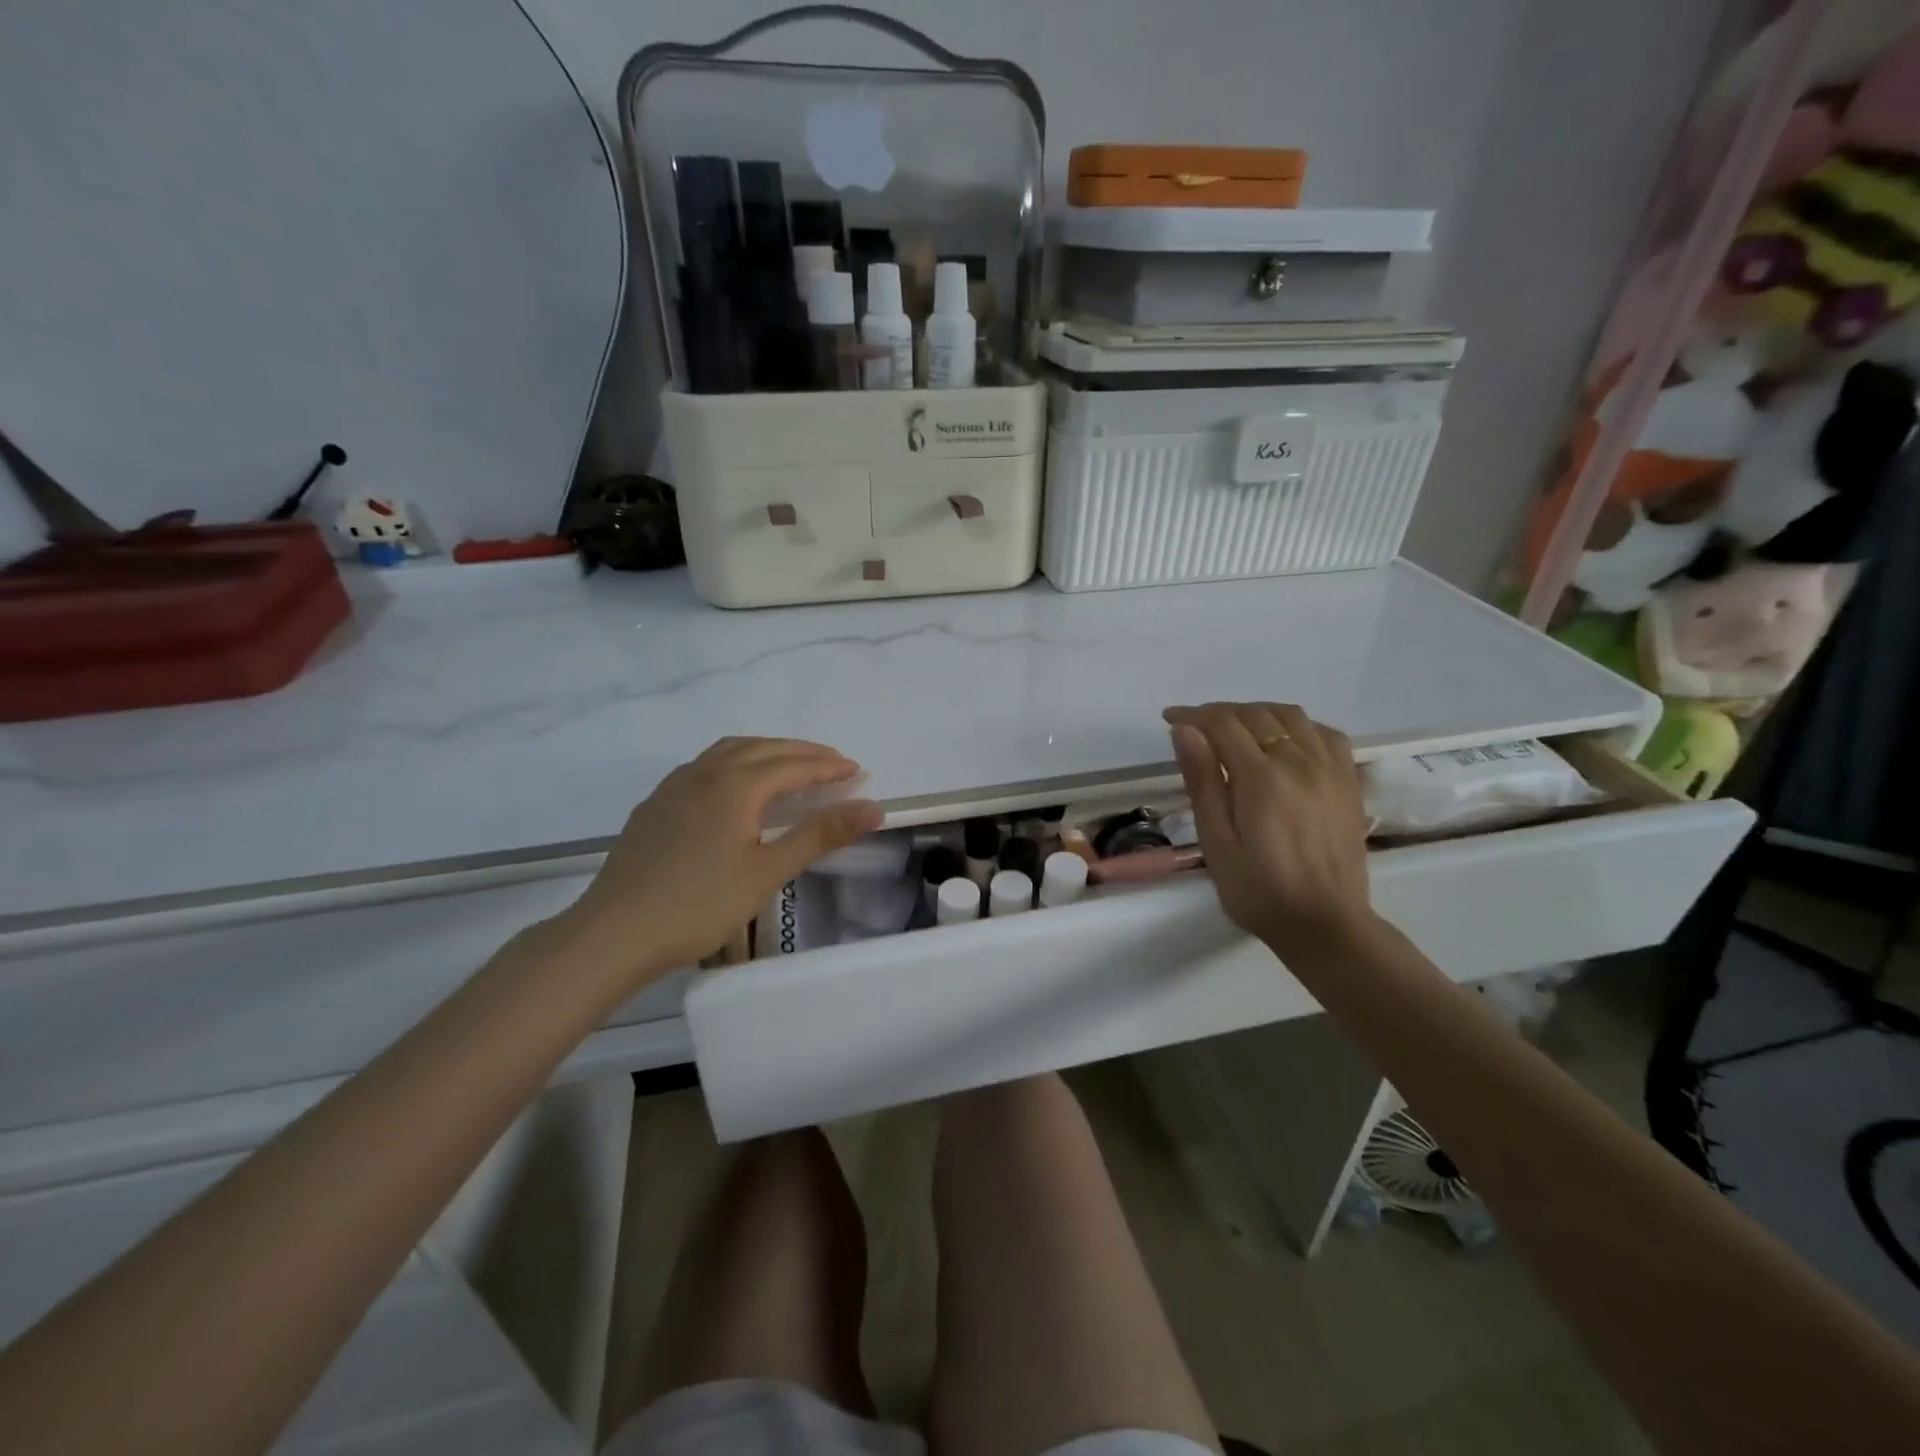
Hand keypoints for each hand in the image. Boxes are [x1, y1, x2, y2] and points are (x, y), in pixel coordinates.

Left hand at [561, 737, 881, 982]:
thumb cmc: (699, 905)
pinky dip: (735, 762)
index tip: (857, 771)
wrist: (613, 934)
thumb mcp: (768, 872)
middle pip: (763, 749)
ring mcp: (674, 786)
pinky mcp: (655, 804)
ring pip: (729, 751)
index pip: (794, 766)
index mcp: (736, 785)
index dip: (828, 768)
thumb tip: (874, 808)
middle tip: (833, 765)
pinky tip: (735, 787)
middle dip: (802, 753)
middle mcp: (705, 773)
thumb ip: (820, 835)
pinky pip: (705, 766)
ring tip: (790, 766)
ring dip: (767, 751)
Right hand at [1163, 702, 1374, 962]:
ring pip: (1292, 715)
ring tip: (1235, 730)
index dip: (1192, 715)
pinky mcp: (1349, 782)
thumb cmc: (1258, 892)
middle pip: (1256, 714)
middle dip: (1220, 713)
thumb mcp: (1217, 843)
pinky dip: (1298, 726)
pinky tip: (1284, 742)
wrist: (1325, 925)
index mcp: (1262, 779)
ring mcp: (1330, 770)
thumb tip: (1186, 731)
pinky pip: (1325, 733)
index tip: (1169, 719)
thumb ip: (1203, 782)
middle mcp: (1300, 762)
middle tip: (1195, 728)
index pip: (1223, 724)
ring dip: (1258, 713)